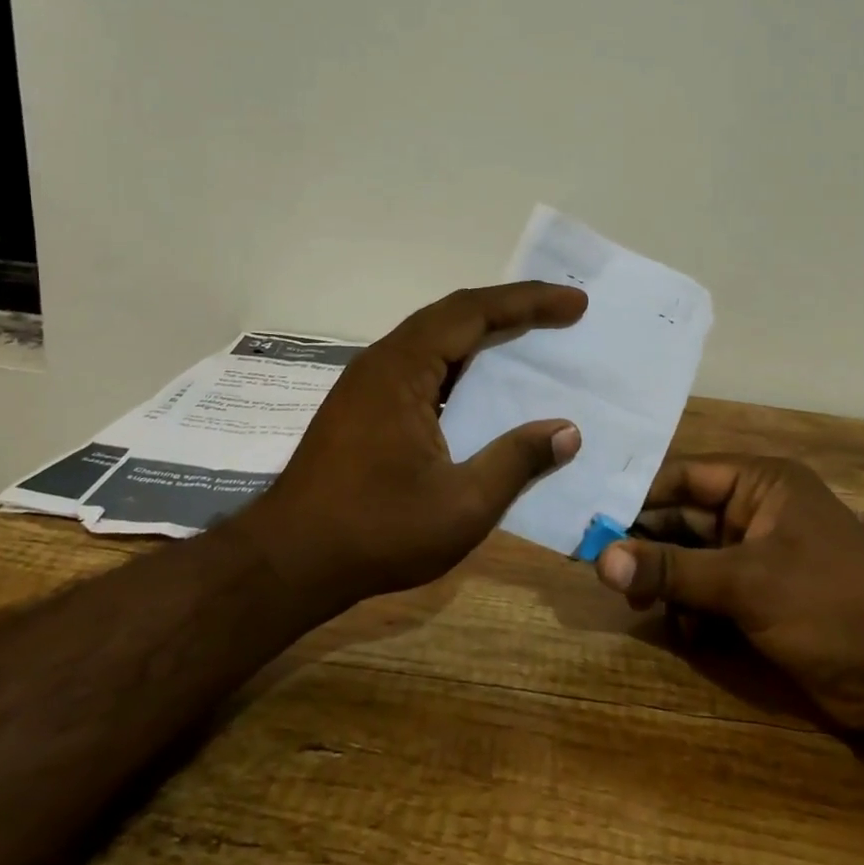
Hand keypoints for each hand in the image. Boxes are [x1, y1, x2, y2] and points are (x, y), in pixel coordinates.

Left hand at [246, 283, 587, 609]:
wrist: (288, 562)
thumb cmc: (376, 531)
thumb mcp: (462, 504)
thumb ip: (517, 461)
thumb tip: (567, 431)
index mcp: (403, 368)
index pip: (473, 312)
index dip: (528, 302)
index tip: (574, 303)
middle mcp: (383, 362)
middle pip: (454, 315)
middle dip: (512, 309)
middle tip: (564, 313)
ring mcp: (369, 384)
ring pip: (436, 340)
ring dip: (485, 335)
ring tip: (533, 340)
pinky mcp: (364, 408)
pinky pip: (423, 367)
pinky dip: (462, 365)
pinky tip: (484, 388)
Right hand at [593, 455, 863, 729]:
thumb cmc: (829, 604)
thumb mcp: (746, 583)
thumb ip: (672, 570)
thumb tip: (600, 560)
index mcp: (760, 484)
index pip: (683, 477)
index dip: (636, 497)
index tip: (591, 519)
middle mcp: (756, 511)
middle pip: (683, 518)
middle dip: (648, 545)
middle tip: (603, 570)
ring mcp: (759, 555)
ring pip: (693, 558)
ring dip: (668, 581)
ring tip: (642, 605)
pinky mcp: (763, 596)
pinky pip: (711, 591)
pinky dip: (694, 609)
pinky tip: (686, 632)